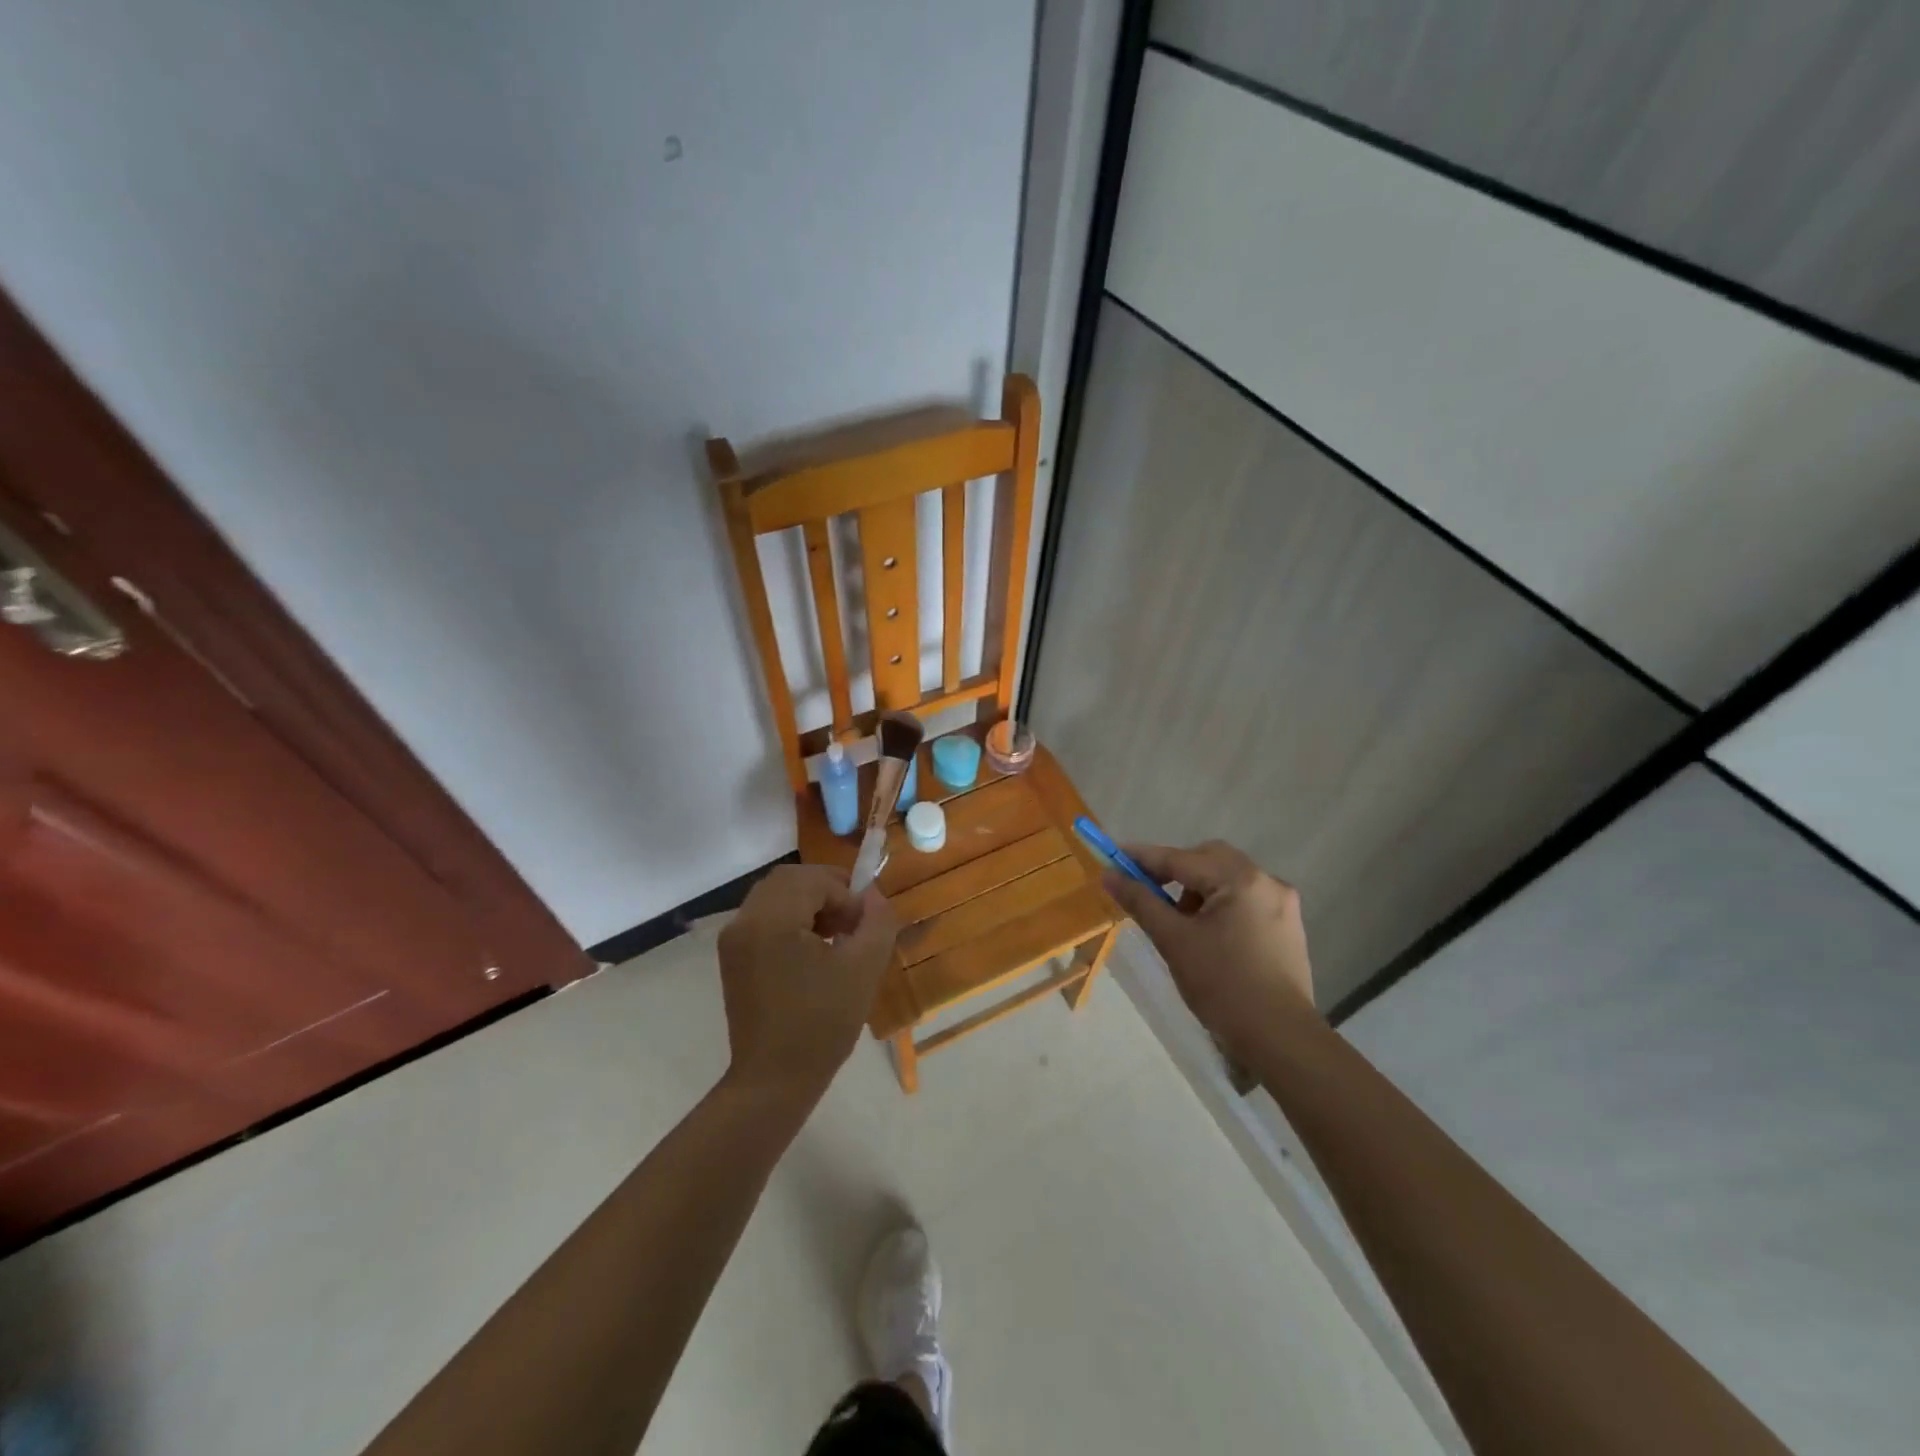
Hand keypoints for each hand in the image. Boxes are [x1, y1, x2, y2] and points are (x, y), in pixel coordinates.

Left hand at [716, 864, 900, 1101]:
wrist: (774, 1081)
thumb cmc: (822, 1025)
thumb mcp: (863, 968)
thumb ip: (877, 921)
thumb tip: (874, 896)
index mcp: (772, 920)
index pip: (814, 879)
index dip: (846, 893)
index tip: (866, 923)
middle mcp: (745, 921)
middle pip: (790, 880)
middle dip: (827, 890)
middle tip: (855, 919)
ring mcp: (734, 940)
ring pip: (777, 896)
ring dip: (810, 903)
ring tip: (838, 935)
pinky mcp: (733, 958)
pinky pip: (765, 918)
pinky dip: (792, 919)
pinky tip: (814, 949)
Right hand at [1101, 841, 1315, 1051]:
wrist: (1280, 1038)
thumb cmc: (1223, 985)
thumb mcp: (1173, 940)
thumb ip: (1141, 901)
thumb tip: (1109, 875)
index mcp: (1239, 879)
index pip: (1180, 858)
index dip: (1143, 858)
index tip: (1113, 859)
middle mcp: (1265, 880)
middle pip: (1208, 859)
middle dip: (1175, 870)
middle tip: (1148, 891)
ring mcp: (1282, 903)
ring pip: (1227, 878)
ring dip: (1198, 889)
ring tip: (1179, 922)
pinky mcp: (1288, 926)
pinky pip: (1244, 899)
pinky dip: (1219, 904)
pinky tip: (1207, 934)